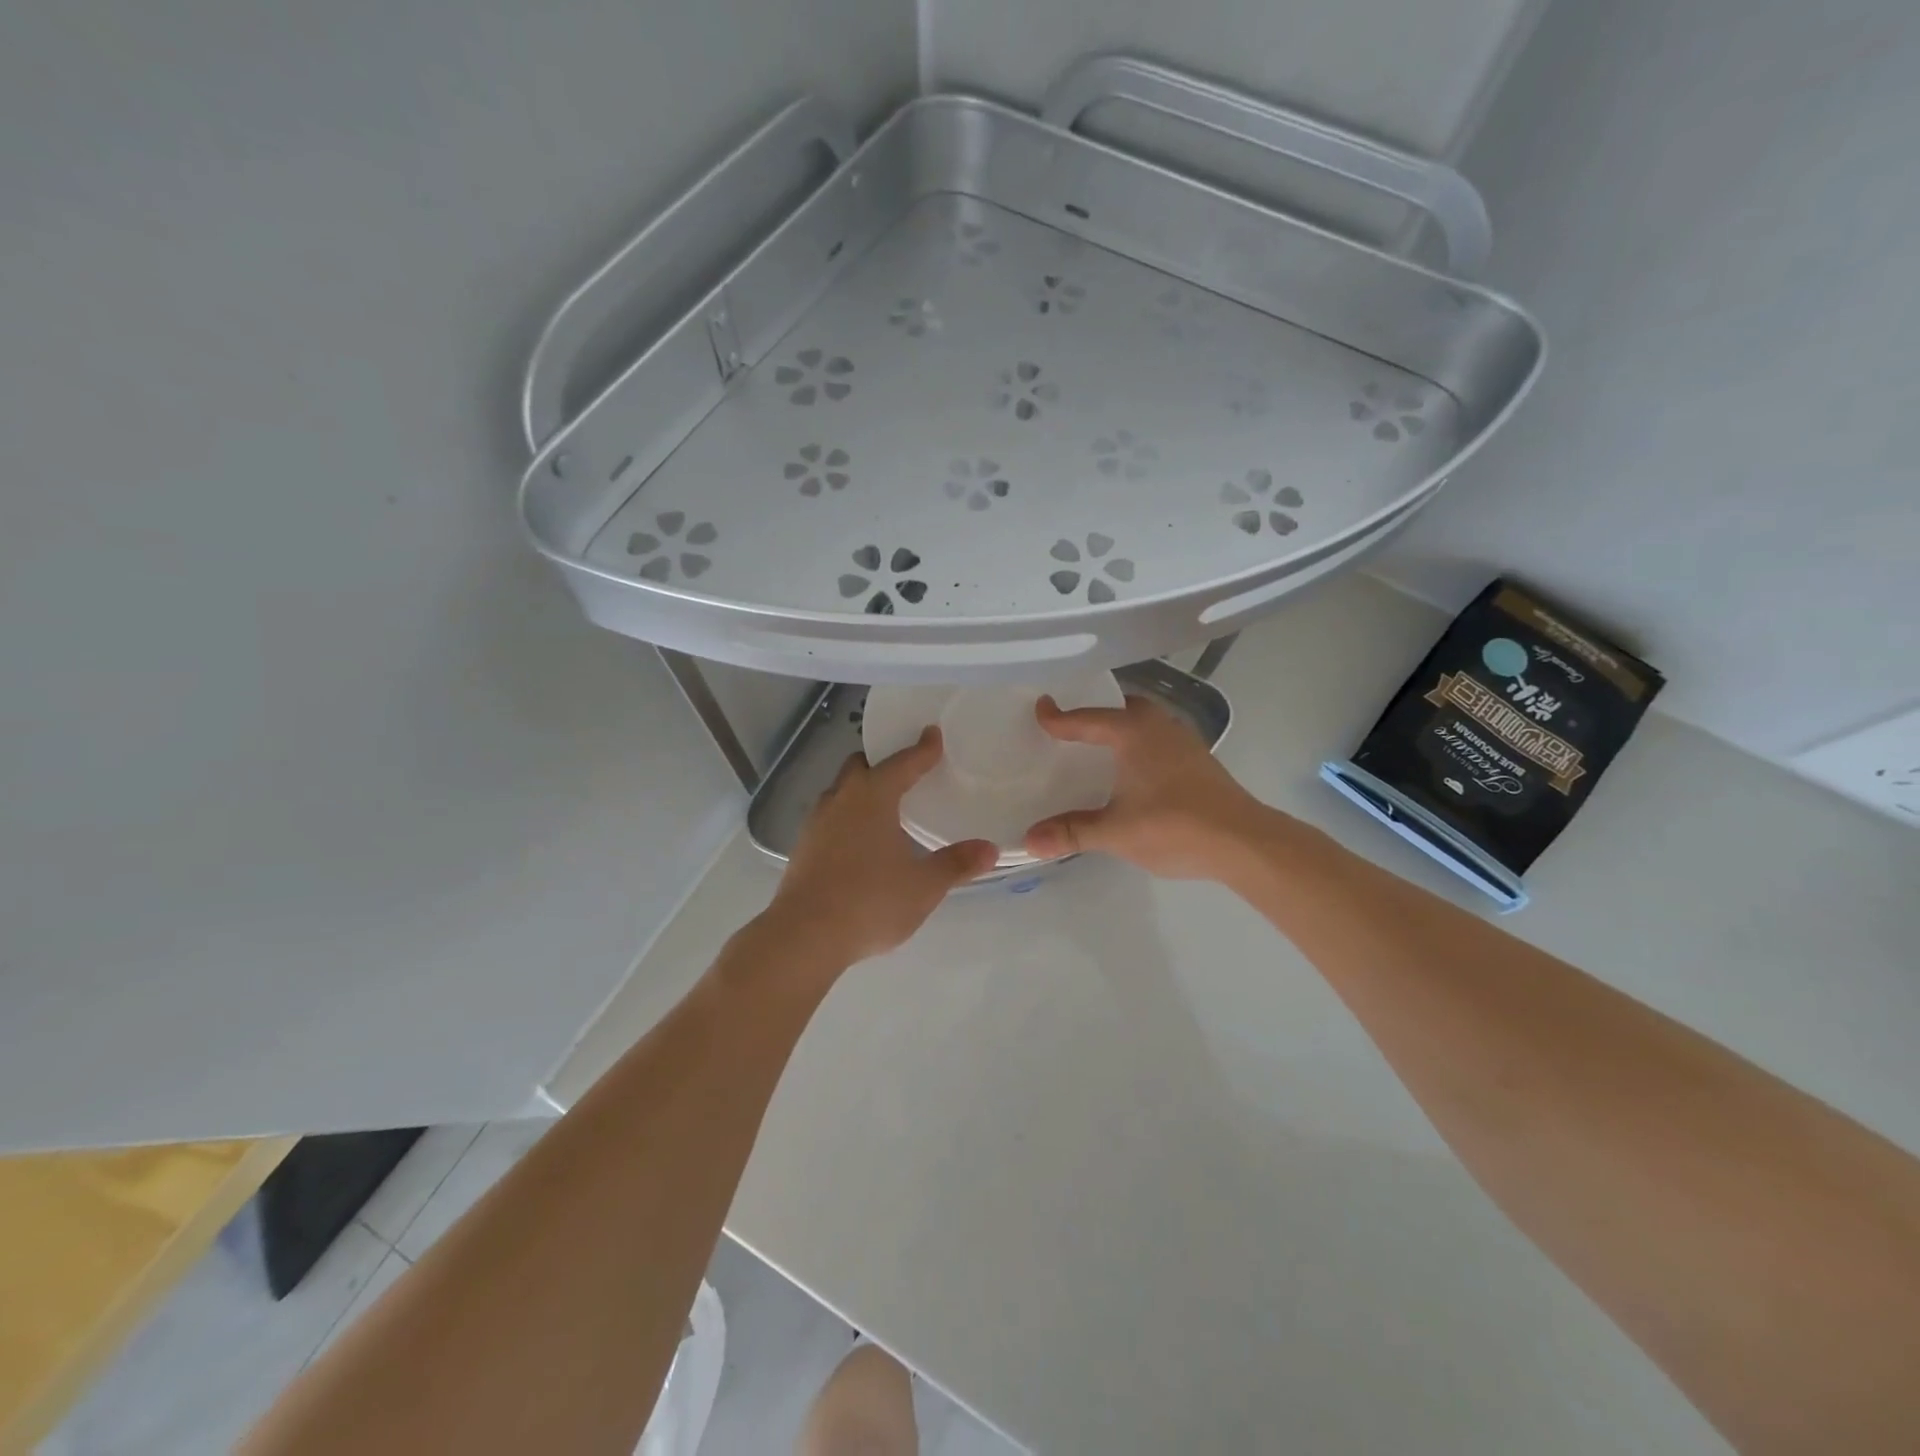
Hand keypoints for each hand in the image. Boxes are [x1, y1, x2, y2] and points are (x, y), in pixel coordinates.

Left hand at [765, 727, 996, 970]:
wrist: (804, 936)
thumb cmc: (870, 902)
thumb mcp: (923, 886)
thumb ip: (956, 864)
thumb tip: (989, 849)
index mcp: (873, 797)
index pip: (902, 763)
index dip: (922, 750)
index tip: (933, 734)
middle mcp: (841, 800)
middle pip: (860, 767)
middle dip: (882, 764)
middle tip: (905, 771)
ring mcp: (816, 823)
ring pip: (840, 791)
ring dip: (861, 790)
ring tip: (883, 806)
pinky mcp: (803, 847)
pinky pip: (829, 817)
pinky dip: (847, 816)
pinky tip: (859, 841)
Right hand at [1023, 695, 1271, 880]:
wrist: (1243, 841)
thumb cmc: (1174, 826)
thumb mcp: (1115, 832)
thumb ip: (1072, 832)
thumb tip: (1029, 841)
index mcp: (1133, 733)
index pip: (1087, 718)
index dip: (1060, 717)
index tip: (1040, 709)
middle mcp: (1159, 726)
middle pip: (1122, 709)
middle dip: (1097, 714)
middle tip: (1073, 728)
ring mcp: (1184, 741)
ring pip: (1145, 723)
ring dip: (1122, 730)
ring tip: (1100, 748)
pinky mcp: (1199, 761)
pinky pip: (1159, 740)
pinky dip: (1140, 746)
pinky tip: (1135, 771)